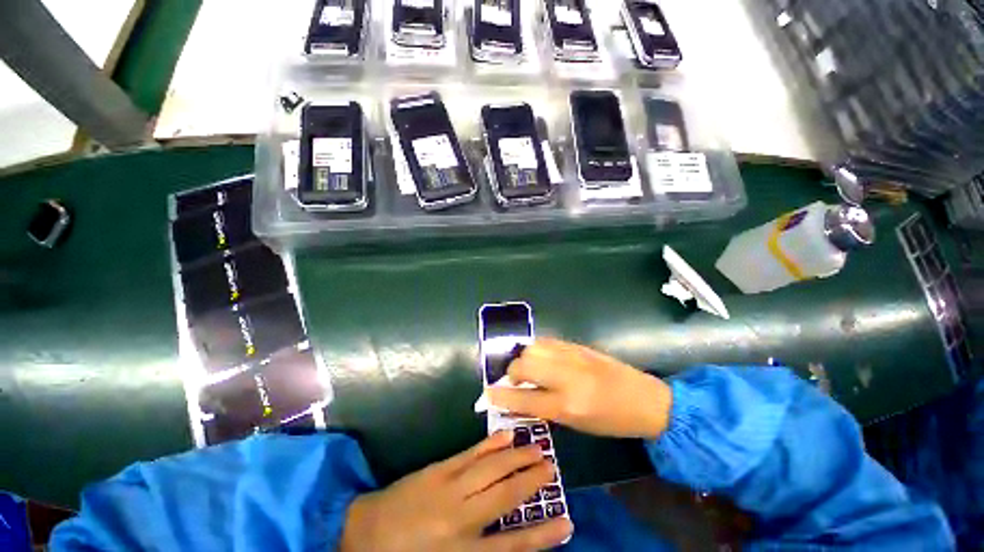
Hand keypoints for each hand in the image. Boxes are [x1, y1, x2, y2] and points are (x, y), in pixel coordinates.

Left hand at [340, 431, 571, 551]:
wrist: (364, 534)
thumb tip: (509, 542)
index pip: (513, 546)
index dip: (542, 535)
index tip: (566, 521)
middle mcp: (461, 519)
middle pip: (505, 496)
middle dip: (531, 480)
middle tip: (552, 466)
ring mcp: (449, 488)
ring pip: (491, 470)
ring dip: (516, 457)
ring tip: (537, 447)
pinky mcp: (437, 470)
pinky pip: (469, 455)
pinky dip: (489, 446)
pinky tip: (504, 437)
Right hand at [488, 338, 671, 438]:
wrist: (645, 400)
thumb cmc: (612, 421)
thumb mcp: (576, 424)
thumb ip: (544, 408)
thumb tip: (518, 397)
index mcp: (567, 404)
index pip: (523, 397)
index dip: (501, 396)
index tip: (487, 393)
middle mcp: (566, 376)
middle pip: (523, 364)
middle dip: (512, 372)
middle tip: (515, 380)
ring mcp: (572, 356)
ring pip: (533, 347)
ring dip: (524, 358)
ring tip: (529, 368)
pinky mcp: (577, 345)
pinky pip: (547, 341)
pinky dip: (538, 349)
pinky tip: (542, 357)